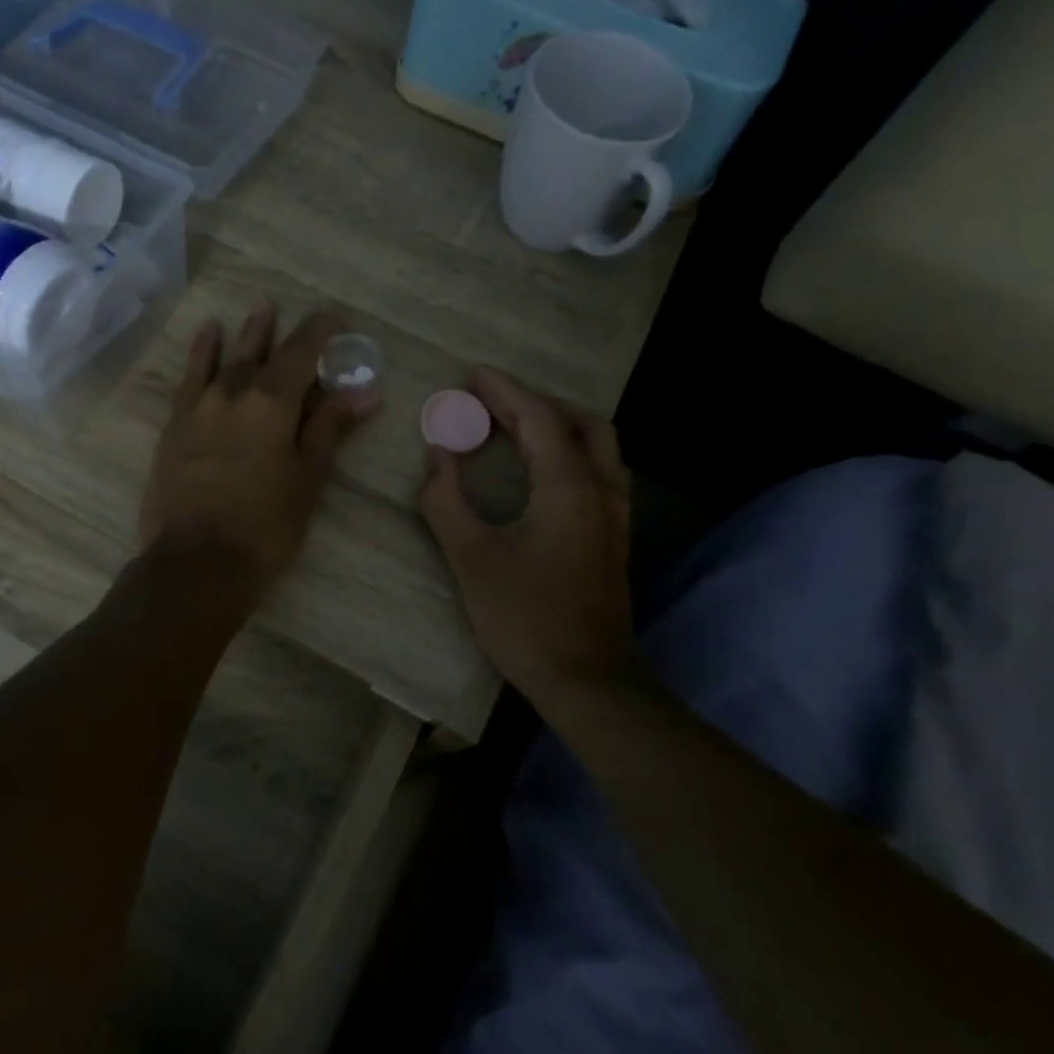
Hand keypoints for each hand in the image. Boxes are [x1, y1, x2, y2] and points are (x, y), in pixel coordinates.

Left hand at [140, 300, 376, 592]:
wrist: (196, 562)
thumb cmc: (265, 526)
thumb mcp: (307, 478)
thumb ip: (330, 429)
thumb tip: (364, 393)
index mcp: (271, 403)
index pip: (301, 353)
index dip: (320, 332)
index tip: (335, 318)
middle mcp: (233, 393)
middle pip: (261, 352)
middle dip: (280, 331)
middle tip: (289, 309)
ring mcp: (199, 408)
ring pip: (226, 360)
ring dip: (245, 335)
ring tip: (257, 309)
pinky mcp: (174, 426)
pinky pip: (189, 379)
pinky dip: (201, 355)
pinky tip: (207, 338)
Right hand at [419, 369, 634, 698]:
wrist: (586, 679)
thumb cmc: (524, 616)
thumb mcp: (471, 557)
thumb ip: (446, 500)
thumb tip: (438, 455)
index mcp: (568, 485)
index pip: (538, 417)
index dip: (504, 391)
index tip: (472, 374)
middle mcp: (601, 488)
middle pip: (578, 422)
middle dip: (534, 404)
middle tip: (490, 404)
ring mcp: (615, 514)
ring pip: (596, 446)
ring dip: (557, 426)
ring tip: (515, 430)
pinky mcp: (614, 536)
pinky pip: (598, 471)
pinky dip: (569, 452)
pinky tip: (541, 472)